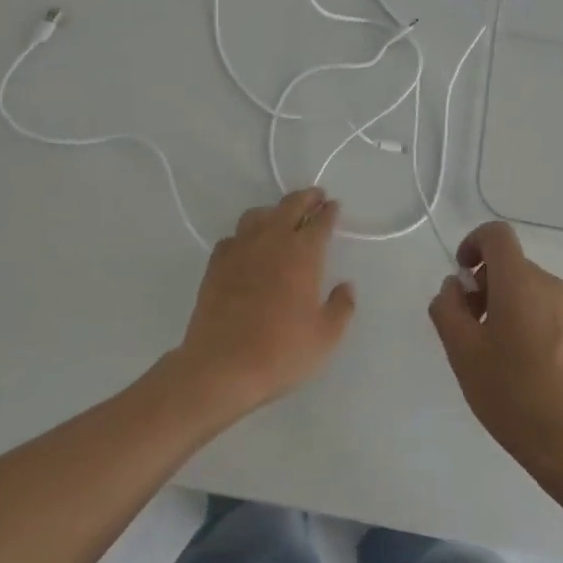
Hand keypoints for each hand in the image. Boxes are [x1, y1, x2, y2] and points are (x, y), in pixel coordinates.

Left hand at [173, 187, 354, 417]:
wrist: (222, 365)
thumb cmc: (280, 351)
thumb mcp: (325, 337)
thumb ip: (341, 307)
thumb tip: (346, 286)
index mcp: (303, 253)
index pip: (320, 221)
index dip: (329, 212)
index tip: (334, 206)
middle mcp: (272, 241)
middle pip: (290, 206)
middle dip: (306, 198)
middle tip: (315, 197)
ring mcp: (240, 249)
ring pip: (258, 215)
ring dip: (274, 211)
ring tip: (281, 218)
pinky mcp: (216, 263)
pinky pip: (233, 237)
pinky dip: (246, 235)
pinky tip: (248, 247)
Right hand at [429, 222, 562, 488]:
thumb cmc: (512, 394)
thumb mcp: (462, 352)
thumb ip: (447, 309)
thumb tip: (454, 287)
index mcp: (520, 282)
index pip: (496, 235)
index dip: (473, 243)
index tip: (462, 277)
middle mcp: (550, 285)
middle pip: (511, 265)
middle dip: (484, 285)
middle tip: (468, 327)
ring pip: (529, 290)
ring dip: (504, 305)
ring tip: (493, 352)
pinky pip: (547, 311)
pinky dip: (527, 321)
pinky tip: (521, 366)